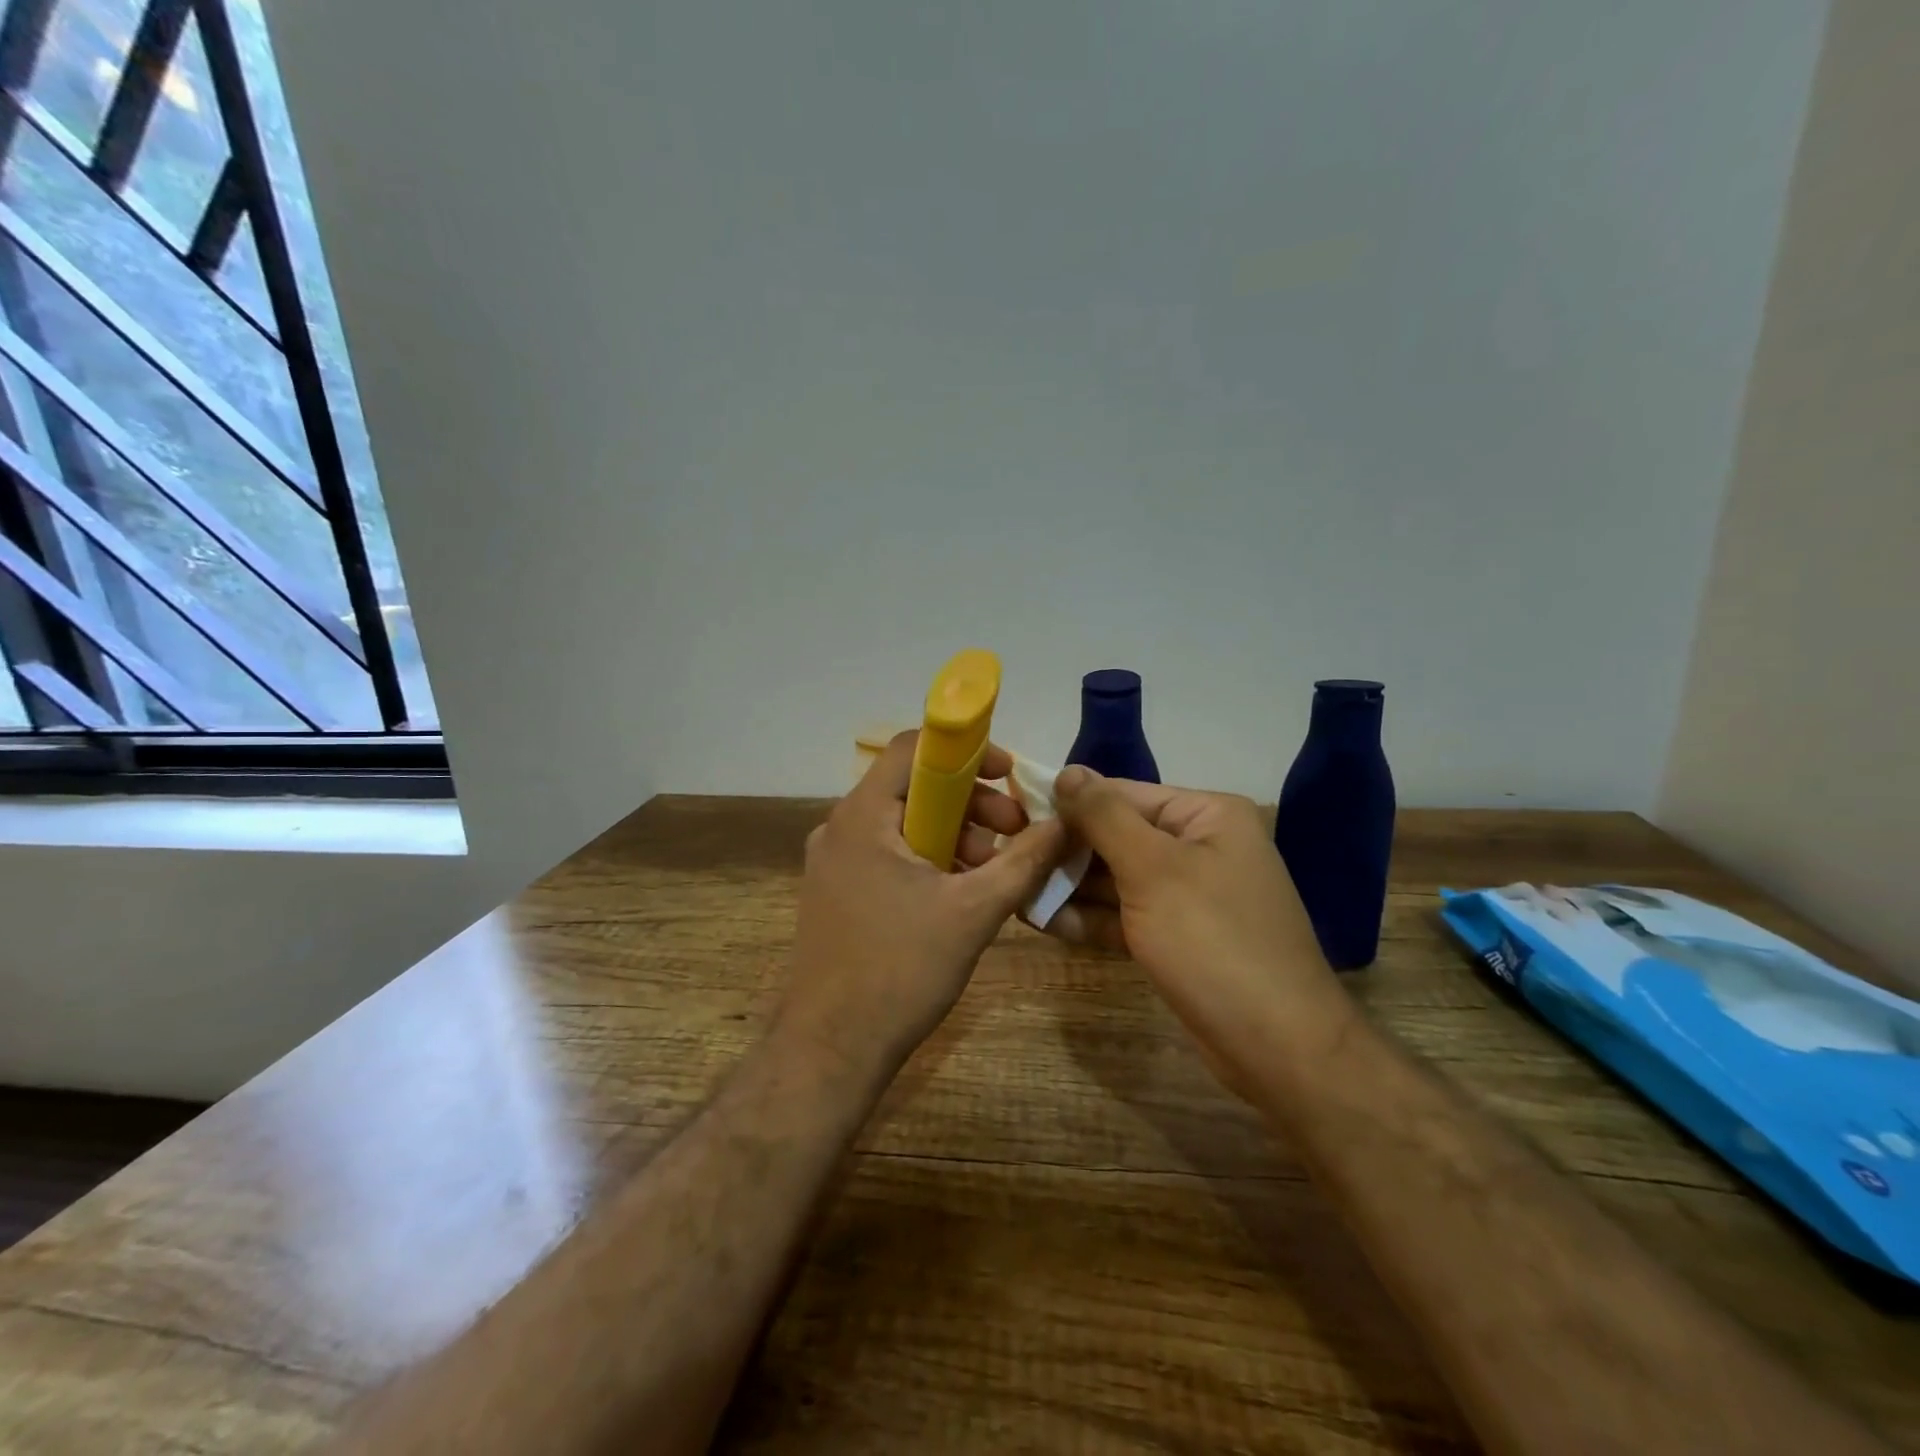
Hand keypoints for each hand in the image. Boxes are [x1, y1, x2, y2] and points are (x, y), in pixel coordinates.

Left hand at [778, 731, 1067, 1082]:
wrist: (831, 1050)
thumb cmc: (901, 970)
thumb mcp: (975, 911)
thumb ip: (1024, 860)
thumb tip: (1065, 822)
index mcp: (863, 816)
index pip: (913, 748)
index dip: (967, 752)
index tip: (1009, 777)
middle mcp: (841, 827)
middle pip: (914, 788)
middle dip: (972, 804)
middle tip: (1016, 835)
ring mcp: (834, 862)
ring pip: (905, 824)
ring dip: (956, 836)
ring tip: (995, 873)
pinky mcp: (838, 891)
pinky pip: (890, 855)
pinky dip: (930, 860)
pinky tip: (963, 894)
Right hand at [1045, 767, 1351, 1085]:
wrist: (1278, 1047)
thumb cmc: (1213, 941)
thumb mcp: (1153, 869)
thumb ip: (1104, 816)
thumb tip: (1067, 771)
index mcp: (1206, 815)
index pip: (1122, 794)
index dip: (1069, 805)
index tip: (1015, 817)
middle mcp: (1200, 846)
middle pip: (1117, 835)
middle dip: (1066, 852)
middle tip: (1011, 862)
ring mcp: (1190, 894)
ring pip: (1117, 878)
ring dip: (1071, 887)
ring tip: (1016, 893)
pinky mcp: (1179, 936)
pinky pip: (1126, 914)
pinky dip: (1090, 918)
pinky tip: (1044, 922)